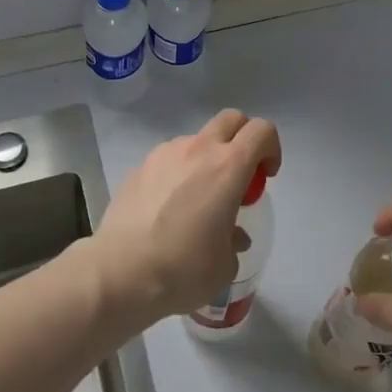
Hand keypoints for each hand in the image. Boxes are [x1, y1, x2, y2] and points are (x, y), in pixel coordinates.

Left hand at [91, 109, 281, 325]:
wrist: (120, 272)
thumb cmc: (182, 269)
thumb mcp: (224, 265)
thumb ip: (234, 241)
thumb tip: (231, 235)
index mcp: (227, 167)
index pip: (261, 131)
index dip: (271, 149)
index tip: (265, 178)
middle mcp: (197, 149)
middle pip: (231, 119)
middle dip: (242, 140)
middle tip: (239, 178)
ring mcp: (164, 153)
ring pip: (197, 139)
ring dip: (207, 158)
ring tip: (198, 200)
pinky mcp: (140, 166)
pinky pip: (170, 158)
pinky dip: (179, 172)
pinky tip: (168, 207)